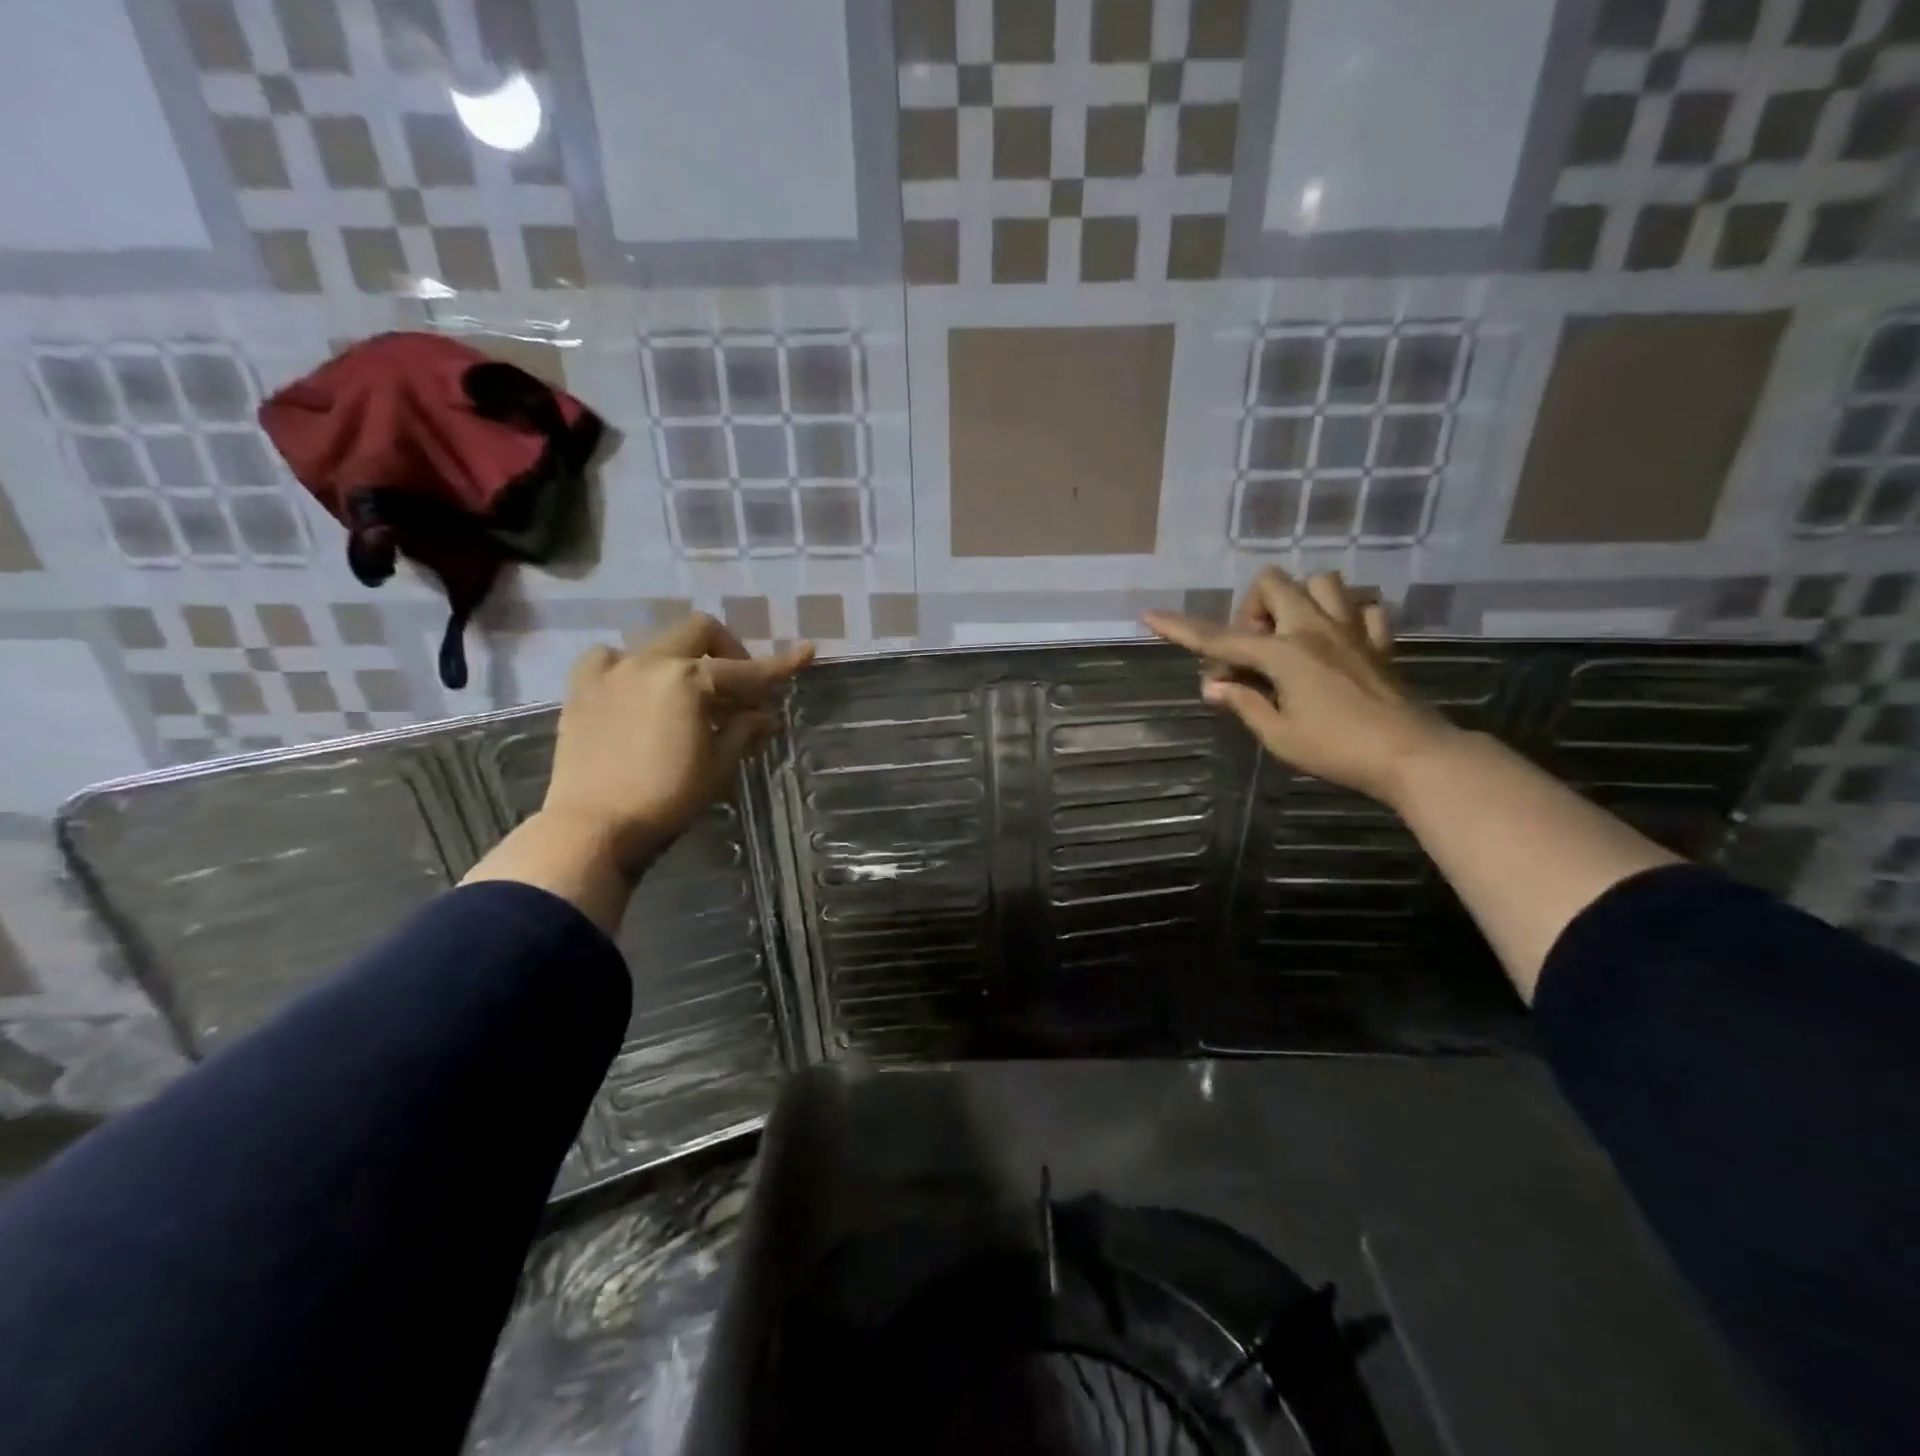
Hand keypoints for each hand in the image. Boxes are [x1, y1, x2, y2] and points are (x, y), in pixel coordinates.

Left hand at [540, 614, 812, 871]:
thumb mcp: (718, 766)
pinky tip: (638, 690)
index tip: (807, 652)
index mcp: (689, 680)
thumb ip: (744, 731)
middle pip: (701, 632)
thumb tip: (765, 715)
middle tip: (740, 689)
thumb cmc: (666, 799)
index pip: (747, 670)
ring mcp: (612, 670)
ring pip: (659, 642)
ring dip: (684, 661)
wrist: (592, 827)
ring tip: (689, 697)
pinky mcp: (582, 687)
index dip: (781, 665)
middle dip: (729, 653)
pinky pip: (613, 658)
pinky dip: (634, 667)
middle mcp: (650, 661)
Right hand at [1142, 568, 1452, 804]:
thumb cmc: (1337, 749)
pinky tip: (1336, 642)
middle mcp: (1315, 629)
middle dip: (1252, 610)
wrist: (1411, 754)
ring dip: (1298, 601)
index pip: (1220, 638)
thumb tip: (1213, 685)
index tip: (1150, 616)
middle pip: (1274, 584)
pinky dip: (1345, 616)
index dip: (1182, 629)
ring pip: (1322, 583)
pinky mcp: (1378, 643)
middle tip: (1253, 652)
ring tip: (1291, 638)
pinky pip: (1363, 609)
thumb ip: (1244, 703)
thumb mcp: (1279, 735)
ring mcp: (1352, 631)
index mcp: (1284, 653)